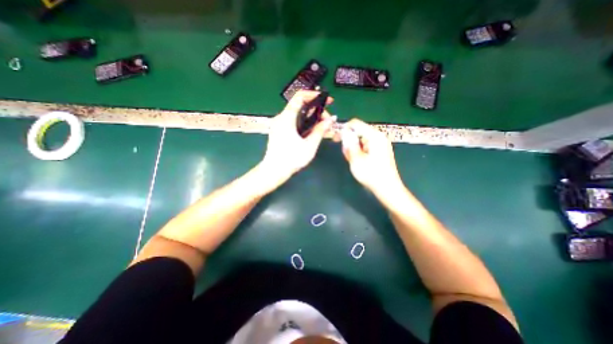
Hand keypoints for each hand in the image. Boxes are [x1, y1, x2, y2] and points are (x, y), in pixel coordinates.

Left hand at [259, 90, 333, 184]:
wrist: (274, 171)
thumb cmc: (291, 159)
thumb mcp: (309, 145)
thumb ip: (320, 130)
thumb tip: (331, 119)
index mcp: (287, 118)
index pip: (300, 96)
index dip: (315, 95)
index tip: (327, 101)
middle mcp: (281, 118)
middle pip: (301, 106)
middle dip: (317, 110)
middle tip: (327, 121)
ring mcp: (279, 125)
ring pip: (298, 114)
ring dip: (311, 118)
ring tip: (322, 127)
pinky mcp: (279, 131)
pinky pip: (294, 122)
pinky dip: (304, 123)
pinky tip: (312, 132)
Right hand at [340, 119, 402, 196]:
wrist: (388, 188)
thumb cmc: (371, 174)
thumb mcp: (356, 159)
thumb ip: (349, 143)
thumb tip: (344, 131)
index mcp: (374, 136)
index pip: (355, 123)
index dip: (343, 129)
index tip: (335, 139)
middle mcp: (379, 136)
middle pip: (358, 131)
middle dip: (349, 141)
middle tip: (346, 155)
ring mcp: (381, 143)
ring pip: (361, 140)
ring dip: (353, 148)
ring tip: (352, 160)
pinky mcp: (380, 150)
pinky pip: (366, 146)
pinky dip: (359, 151)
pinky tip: (358, 161)